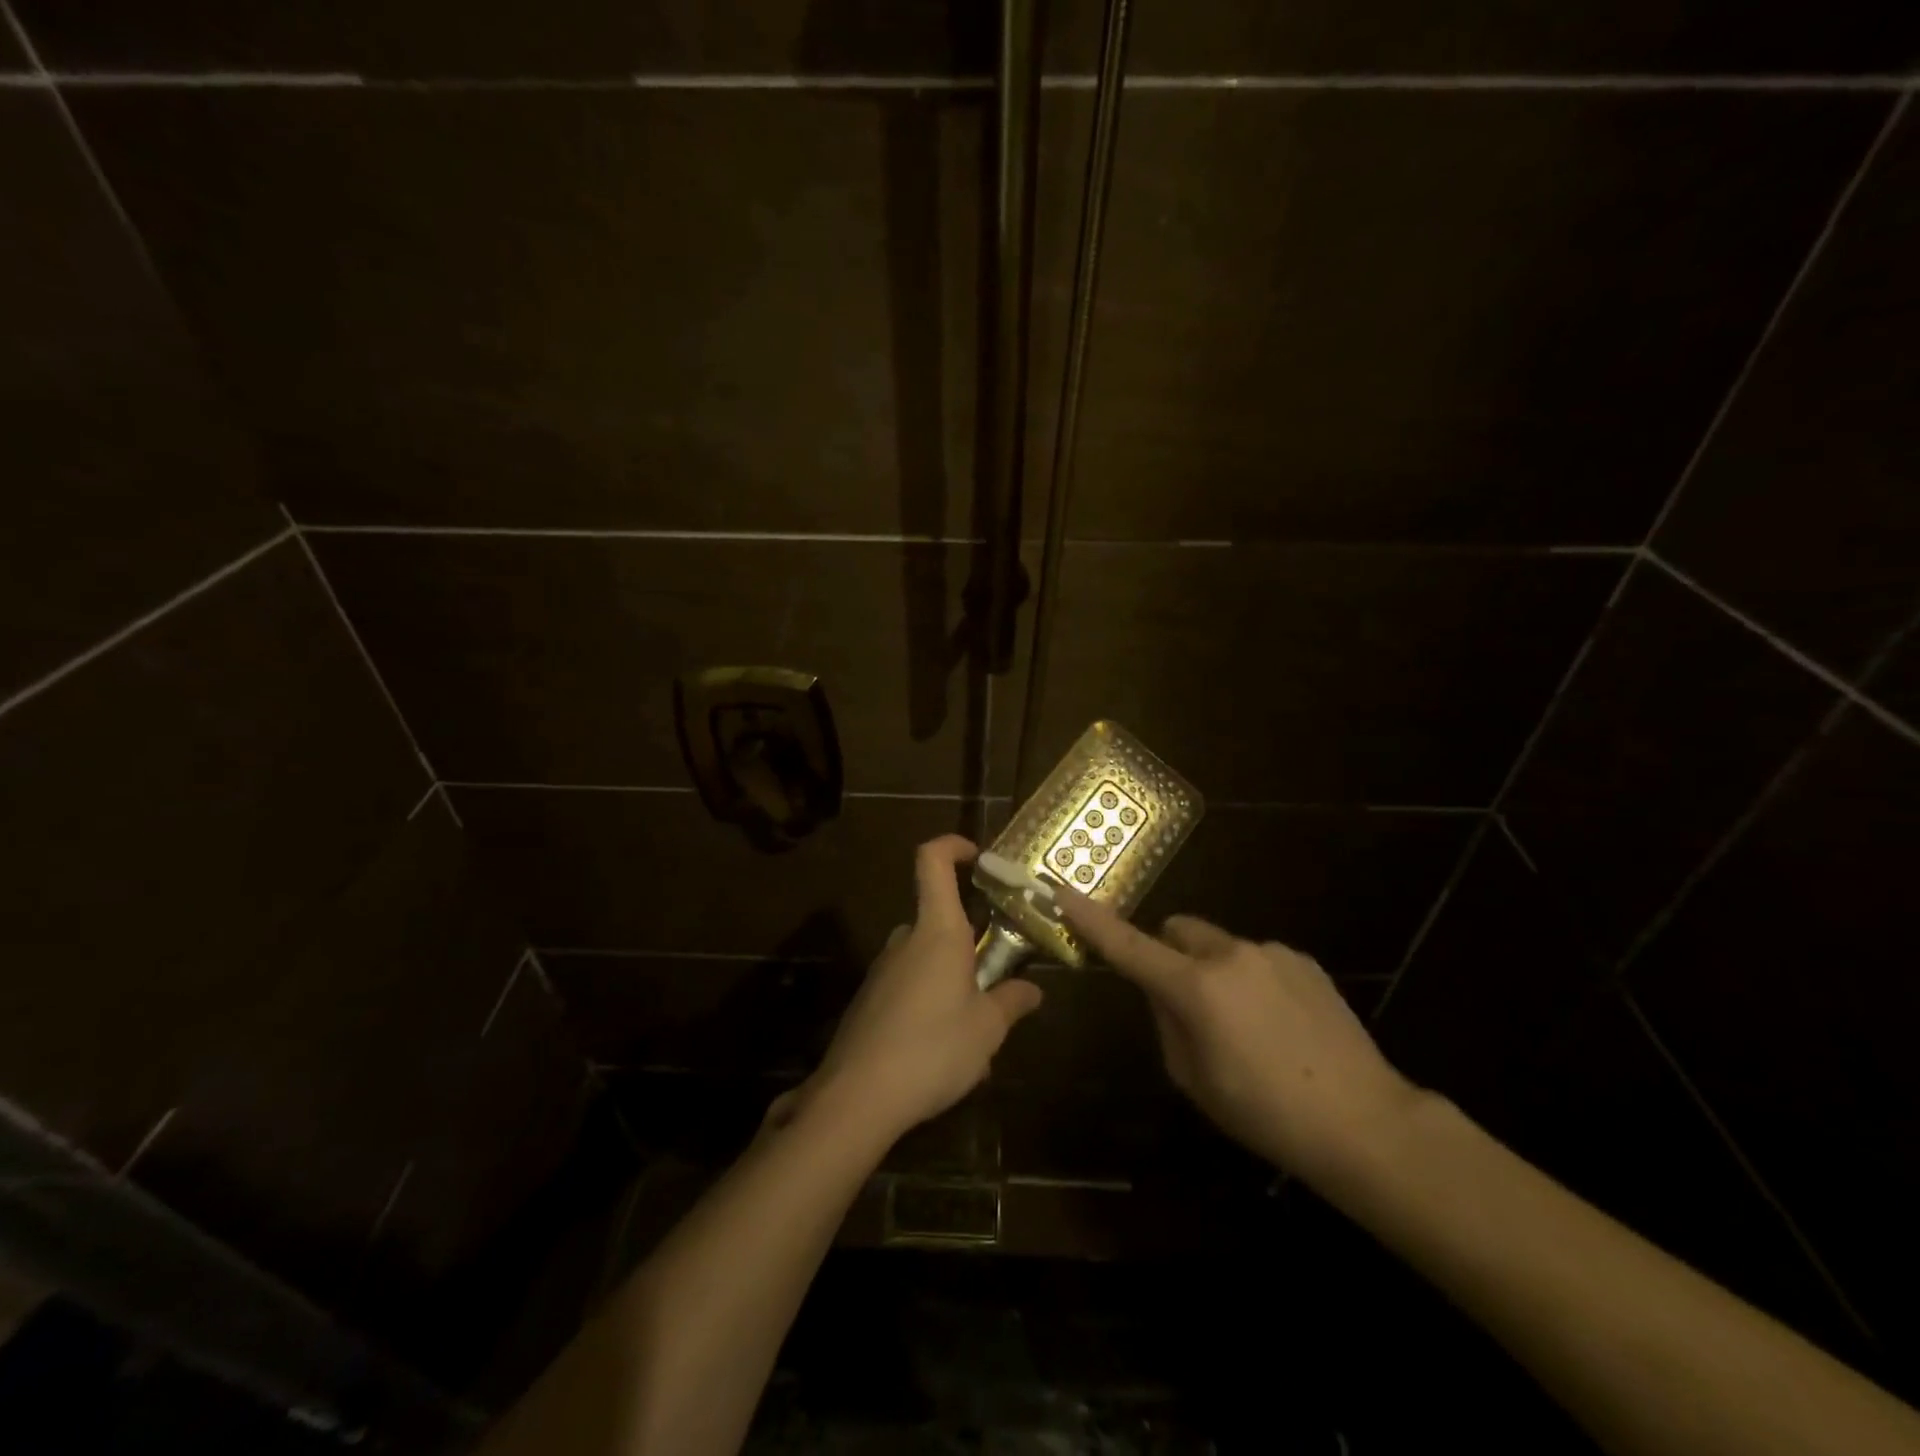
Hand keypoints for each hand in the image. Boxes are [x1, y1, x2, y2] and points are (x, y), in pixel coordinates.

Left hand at [791, 836, 1042, 1143]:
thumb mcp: (987, 1029)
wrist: (858, 1097)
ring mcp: (882, 969)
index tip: (979, 857)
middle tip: (995, 980)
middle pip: (938, 918)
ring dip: (950, 979)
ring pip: (925, 957)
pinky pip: (908, 986)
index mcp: (938, 931)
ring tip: (973, 1028)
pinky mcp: (869, 999)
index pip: (932, 861)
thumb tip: (1032, 989)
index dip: (953, 845)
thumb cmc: (933, 1048)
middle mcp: (906, 940)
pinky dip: (928, 1002)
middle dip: (968, 941)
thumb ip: (1011, 1001)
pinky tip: (940, 1050)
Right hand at [1057, 893, 1422, 1189]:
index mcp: (1195, 987)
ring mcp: (1270, 952)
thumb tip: (1163, 993)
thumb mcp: (1193, 1078)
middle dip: (1169, 953)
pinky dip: (1251, 980)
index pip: (1129, 945)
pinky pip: (1257, 959)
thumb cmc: (1263, 1112)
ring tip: (1248, 1029)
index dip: (1091, 920)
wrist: (1363, 1122)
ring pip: (1220, 947)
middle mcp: (1229, 954)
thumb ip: (1166, 1022)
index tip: (1062, 892)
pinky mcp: (1302, 960)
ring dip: (1215, 972)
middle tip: (1184, 1001)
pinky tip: (1281, 1026)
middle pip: (1178, 930)